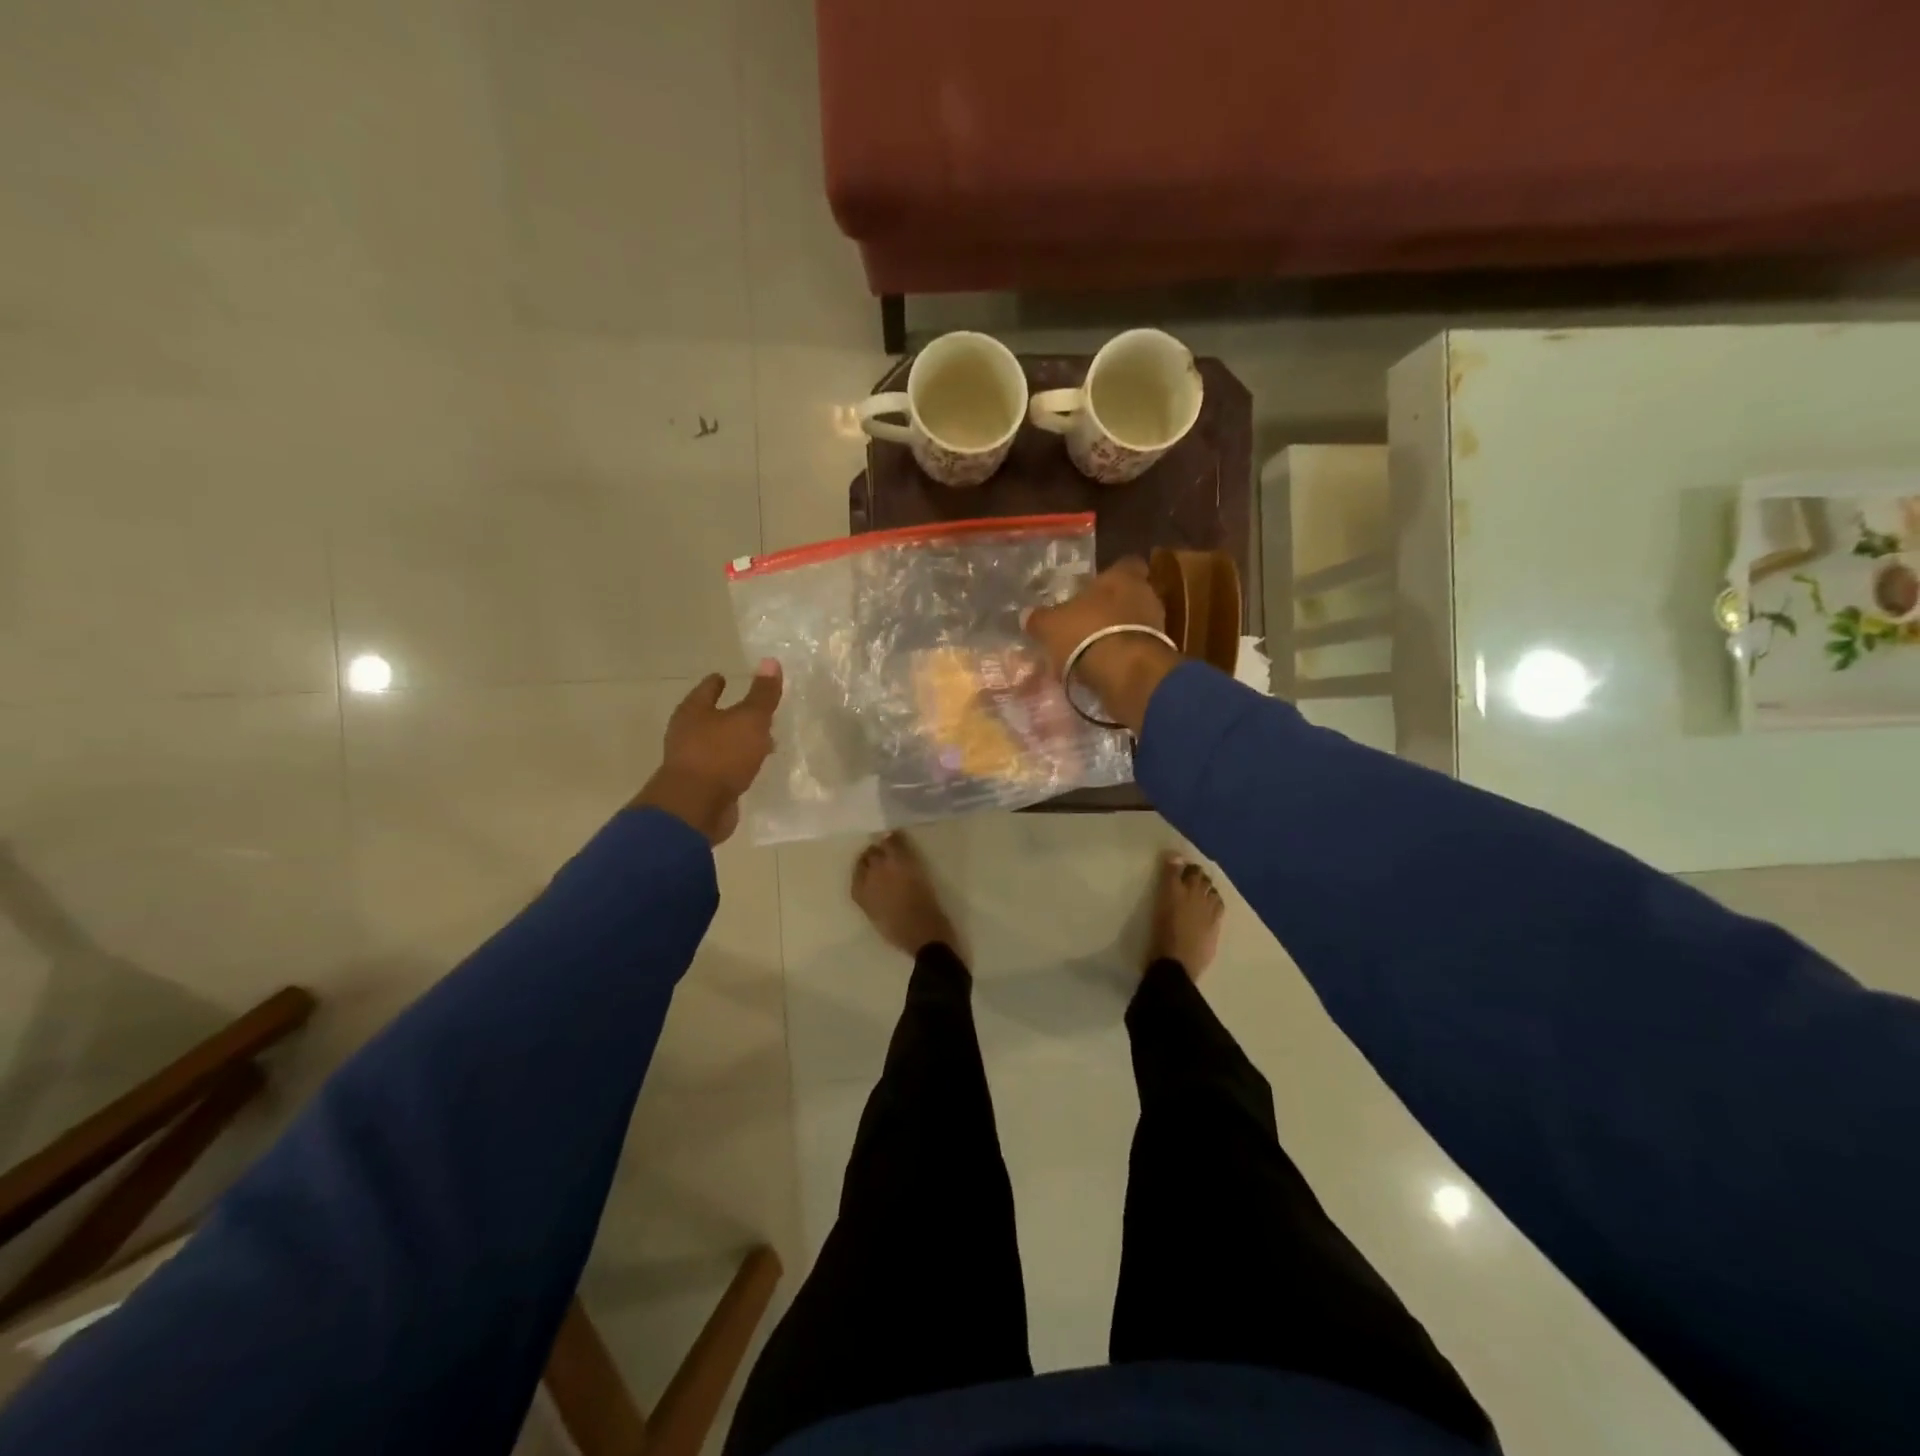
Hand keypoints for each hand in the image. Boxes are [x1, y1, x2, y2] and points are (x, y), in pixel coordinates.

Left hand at [633, 660, 782, 843]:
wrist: (696, 808)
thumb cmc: (721, 755)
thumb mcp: (750, 720)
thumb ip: (762, 694)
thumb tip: (770, 661)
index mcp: (693, 712)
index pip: (706, 689)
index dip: (716, 682)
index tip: (724, 677)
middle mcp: (686, 734)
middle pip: (709, 717)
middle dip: (729, 714)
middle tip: (751, 711)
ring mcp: (691, 762)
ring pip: (717, 744)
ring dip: (735, 742)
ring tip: (760, 741)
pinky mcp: (700, 787)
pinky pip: (721, 769)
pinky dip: (735, 764)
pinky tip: (751, 767)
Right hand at [1025, 558, 1179, 734]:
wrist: (1125, 672)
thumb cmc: (1087, 633)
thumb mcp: (1051, 626)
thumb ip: (1040, 619)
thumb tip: (1027, 615)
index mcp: (1122, 577)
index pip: (1125, 564)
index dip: (1111, 575)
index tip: (1096, 587)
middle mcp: (1146, 594)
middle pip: (1130, 594)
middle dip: (1112, 607)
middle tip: (1089, 621)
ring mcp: (1157, 624)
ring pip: (1136, 622)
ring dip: (1118, 632)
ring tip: (1094, 648)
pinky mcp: (1159, 653)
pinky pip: (1138, 648)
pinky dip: (1123, 655)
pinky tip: (1105, 667)